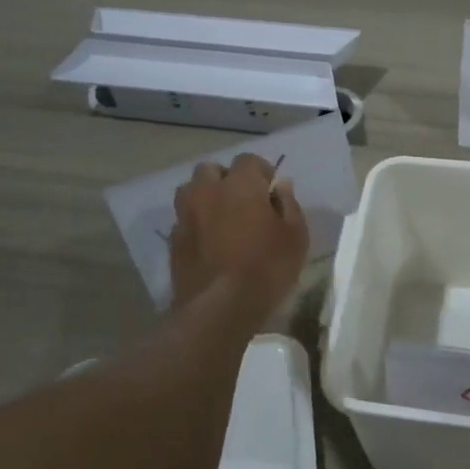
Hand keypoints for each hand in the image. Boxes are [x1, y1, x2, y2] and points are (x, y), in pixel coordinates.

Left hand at [169, 154, 309, 315]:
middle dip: (226, 178)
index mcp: (240, 185)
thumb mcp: (295, 237)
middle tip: (243, 200)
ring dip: (205, 196)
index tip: (271, 190)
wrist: (219, 308)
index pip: (248, 160)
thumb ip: (288, 205)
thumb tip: (280, 186)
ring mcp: (186, 215)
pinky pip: (184, 219)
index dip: (261, 172)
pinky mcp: (173, 240)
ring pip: (191, 191)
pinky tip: (208, 241)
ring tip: (221, 217)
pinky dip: (196, 222)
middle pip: (211, 169)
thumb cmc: (266, 268)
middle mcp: (208, 191)